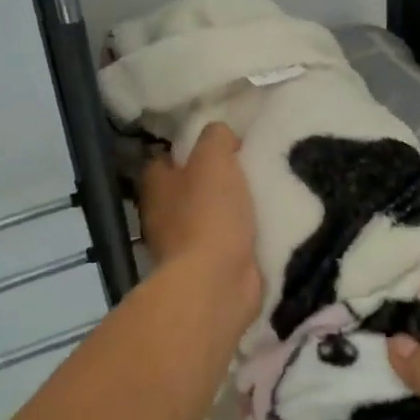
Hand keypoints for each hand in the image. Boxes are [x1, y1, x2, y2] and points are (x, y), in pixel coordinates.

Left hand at [137, 123, 262, 322]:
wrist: (217, 282)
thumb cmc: (209, 214)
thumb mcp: (214, 157)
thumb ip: (216, 137)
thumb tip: (221, 136)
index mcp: (156, 184)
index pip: (165, 158)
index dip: (190, 148)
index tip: (221, 144)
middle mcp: (161, 214)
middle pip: (188, 188)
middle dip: (213, 180)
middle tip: (248, 168)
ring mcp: (182, 246)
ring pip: (207, 217)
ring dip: (229, 211)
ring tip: (263, 195)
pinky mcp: (206, 269)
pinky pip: (225, 243)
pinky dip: (240, 237)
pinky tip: (264, 226)